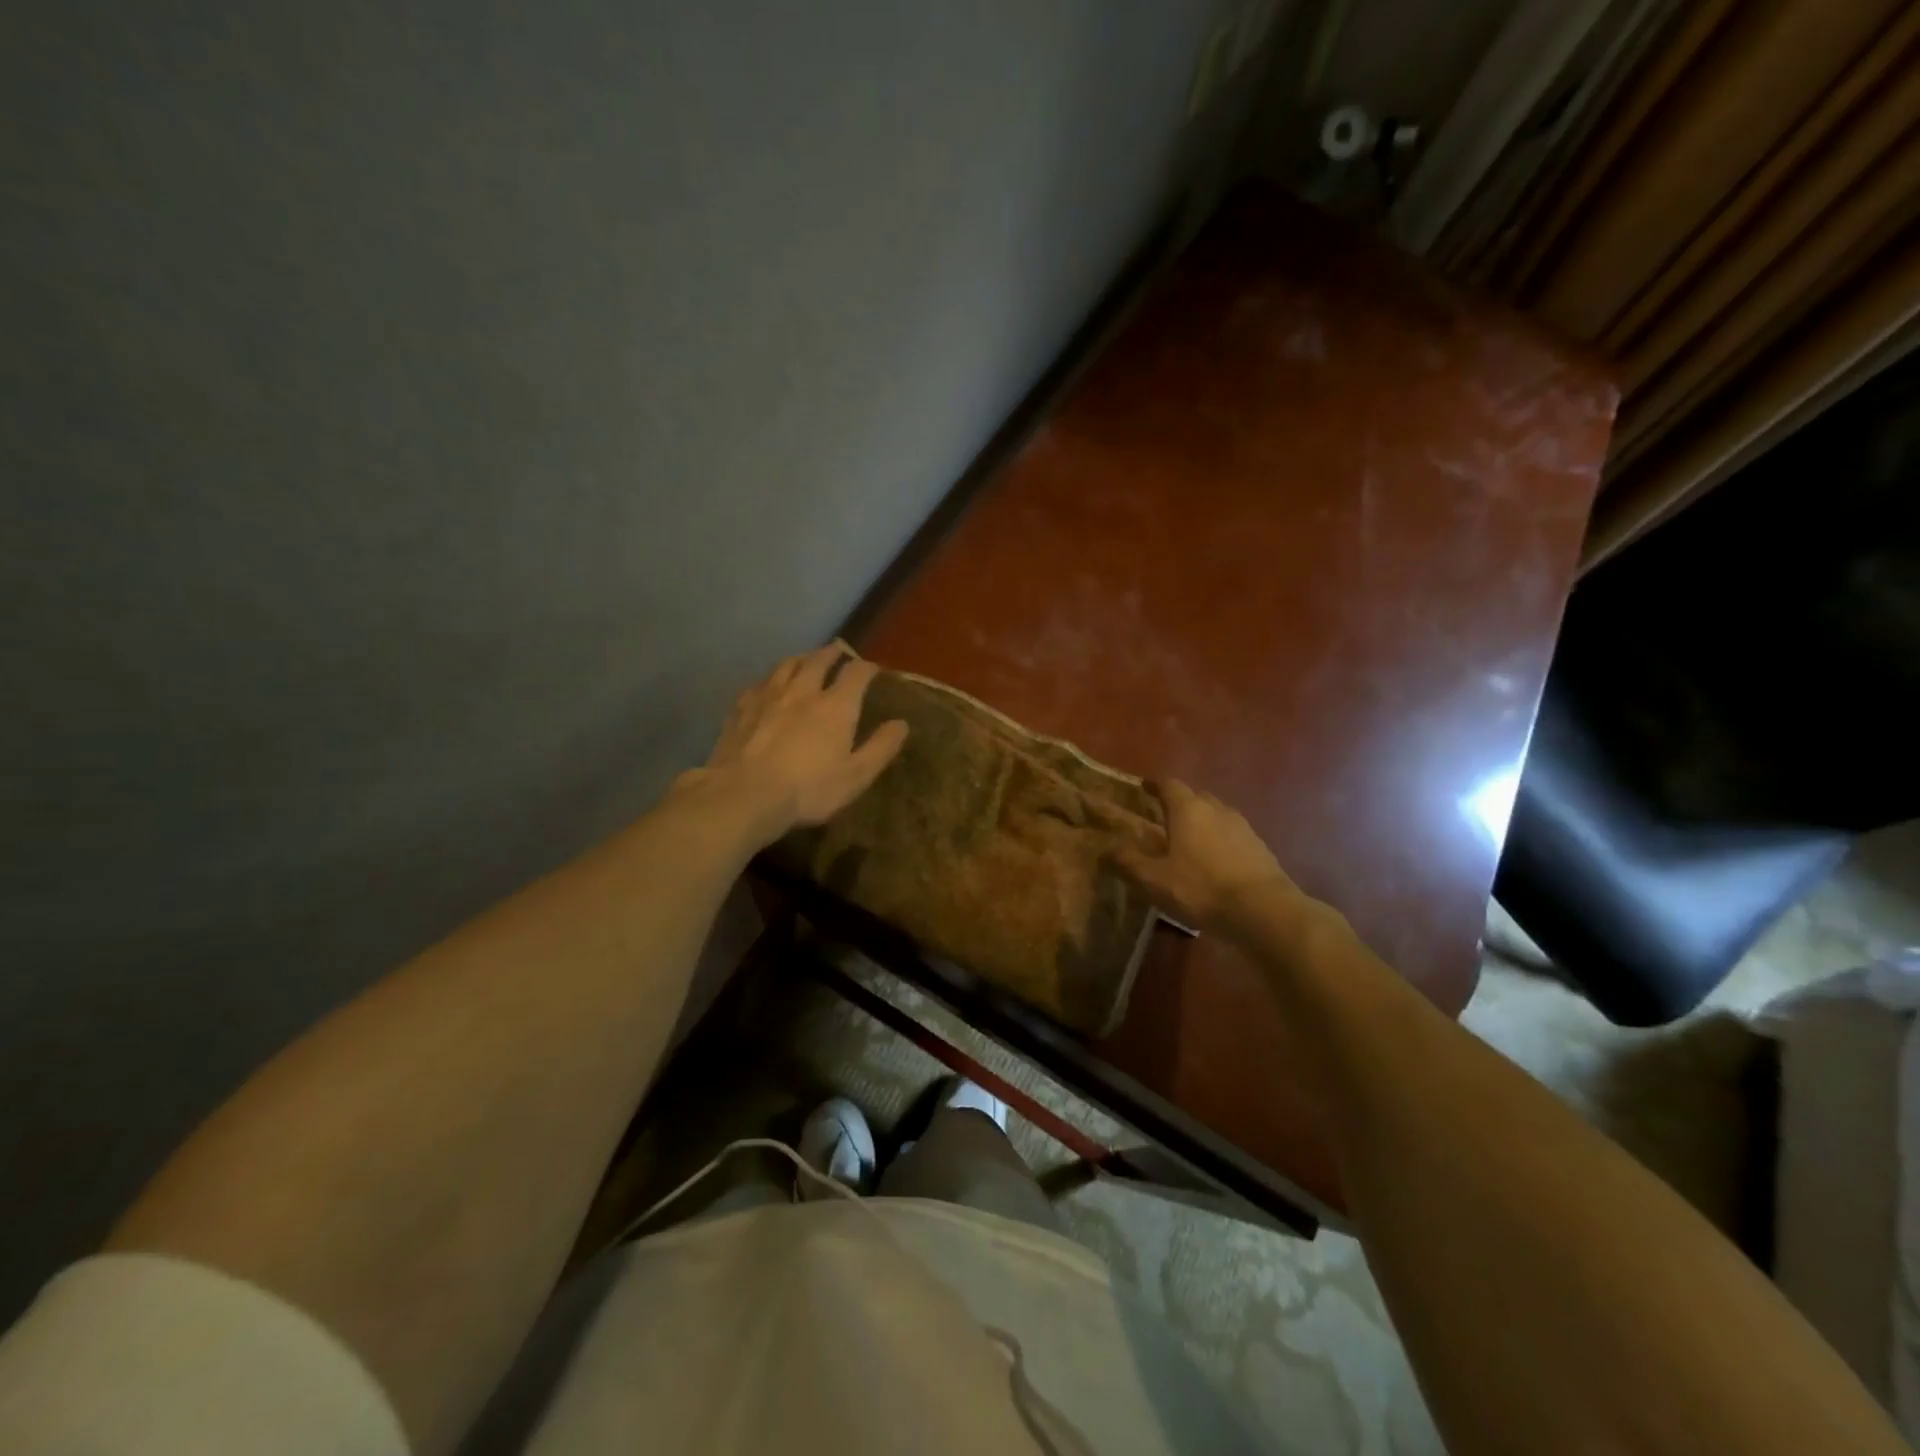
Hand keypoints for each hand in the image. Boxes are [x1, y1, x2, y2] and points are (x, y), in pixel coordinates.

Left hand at [681, 642, 908, 843]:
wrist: (745, 795)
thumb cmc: (808, 790)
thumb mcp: (856, 776)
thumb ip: (881, 748)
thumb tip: (901, 723)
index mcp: (836, 706)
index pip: (856, 673)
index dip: (867, 668)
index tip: (872, 669)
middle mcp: (803, 690)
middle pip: (819, 660)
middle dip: (832, 653)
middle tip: (838, 650)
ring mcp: (768, 696)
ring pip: (787, 665)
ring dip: (801, 658)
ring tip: (806, 659)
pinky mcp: (741, 708)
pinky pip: (759, 683)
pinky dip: (770, 679)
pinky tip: (768, 685)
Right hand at [1116, 780, 1297, 935]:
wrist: (1263, 910)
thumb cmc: (1201, 888)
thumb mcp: (1154, 880)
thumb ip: (1128, 862)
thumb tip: (1107, 849)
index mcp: (1188, 809)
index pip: (1169, 784)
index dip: (1154, 785)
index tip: (1144, 787)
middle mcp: (1216, 809)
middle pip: (1195, 796)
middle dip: (1179, 803)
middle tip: (1163, 816)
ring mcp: (1242, 827)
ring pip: (1217, 815)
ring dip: (1202, 822)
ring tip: (1188, 840)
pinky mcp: (1260, 847)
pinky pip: (1233, 835)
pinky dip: (1220, 841)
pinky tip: (1214, 861)